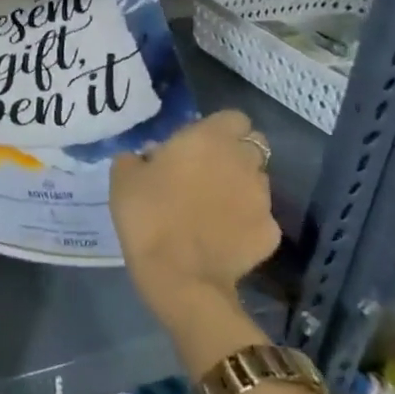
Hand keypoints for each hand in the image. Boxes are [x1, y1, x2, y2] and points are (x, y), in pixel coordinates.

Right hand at [110, 110, 279, 327]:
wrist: (179, 275)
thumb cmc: (147, 215)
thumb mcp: (123, 177)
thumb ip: (138, 157)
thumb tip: (149, 157)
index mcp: (209, 139)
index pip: (233, 118)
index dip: (217, 128)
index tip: (195, 143)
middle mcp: (244, 162)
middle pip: (251, 147)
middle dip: (233, 155)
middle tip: (204, 172)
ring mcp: (263, 199)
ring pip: (257, 181)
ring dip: (239, 187)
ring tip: (212, 207)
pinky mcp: (271, 233)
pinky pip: (259, 217)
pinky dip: (244, 221)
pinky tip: (221, 236)